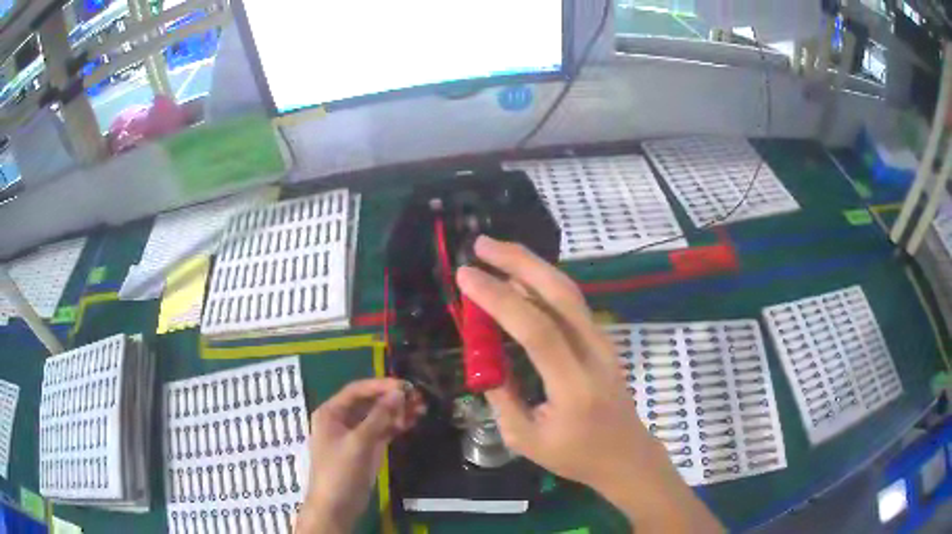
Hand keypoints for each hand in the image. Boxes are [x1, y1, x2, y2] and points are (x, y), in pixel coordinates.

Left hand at [296, 379, 424, 533]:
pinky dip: (395, 425)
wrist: (337, 506)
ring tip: (421, 407)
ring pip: (378, 416)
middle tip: (418, 397)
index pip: (357, 390)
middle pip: (369, 402)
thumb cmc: (341, 471)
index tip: (405, 385)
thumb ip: (379, 417)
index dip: (381, 385)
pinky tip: (412, 422)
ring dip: (397, 411)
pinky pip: (382, 430)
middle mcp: (342, 419)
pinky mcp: (366, 448)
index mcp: (331, 412)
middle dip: (392, 399)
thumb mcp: (359, 442)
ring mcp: (355, 434)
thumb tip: (399, 392)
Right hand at [457, 236, 720, 532]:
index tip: (466, 276)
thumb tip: (482, 358)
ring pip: (568, 291)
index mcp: (573, 386)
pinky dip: (542, 283)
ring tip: (495, 251)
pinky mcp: (602, 340)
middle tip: (481, 245)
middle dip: (519, 262)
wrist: (626, 455)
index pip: (536, 329)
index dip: (498, 298)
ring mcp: (603, 342)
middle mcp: (593, 354)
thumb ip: (502, 397)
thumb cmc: (576, 455)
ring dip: (531, 265)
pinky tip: (521, 278)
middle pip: (559, 294)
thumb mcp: (525, 440)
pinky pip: (571, 303)